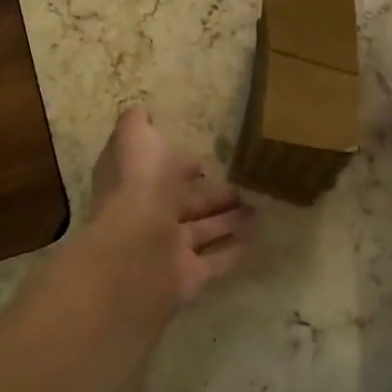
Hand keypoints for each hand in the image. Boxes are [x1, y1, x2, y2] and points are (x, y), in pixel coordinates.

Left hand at [77, 109, 255, 310]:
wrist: (135, 253)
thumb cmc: (137, 188)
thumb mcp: (134, 139)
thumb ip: (135, 124)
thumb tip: (141, 113)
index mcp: (136, 184)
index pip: (160, 173)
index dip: (180, 166)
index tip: (204, 162)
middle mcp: (150, 216)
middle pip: (185, 204)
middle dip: (212, 195)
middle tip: (243, 188)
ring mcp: (168, 250)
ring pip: (202, 232)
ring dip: (227, 221)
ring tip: (257, 210)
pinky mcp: (188, 278)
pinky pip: (215, 262)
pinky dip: (233, 252)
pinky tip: (256, 241)